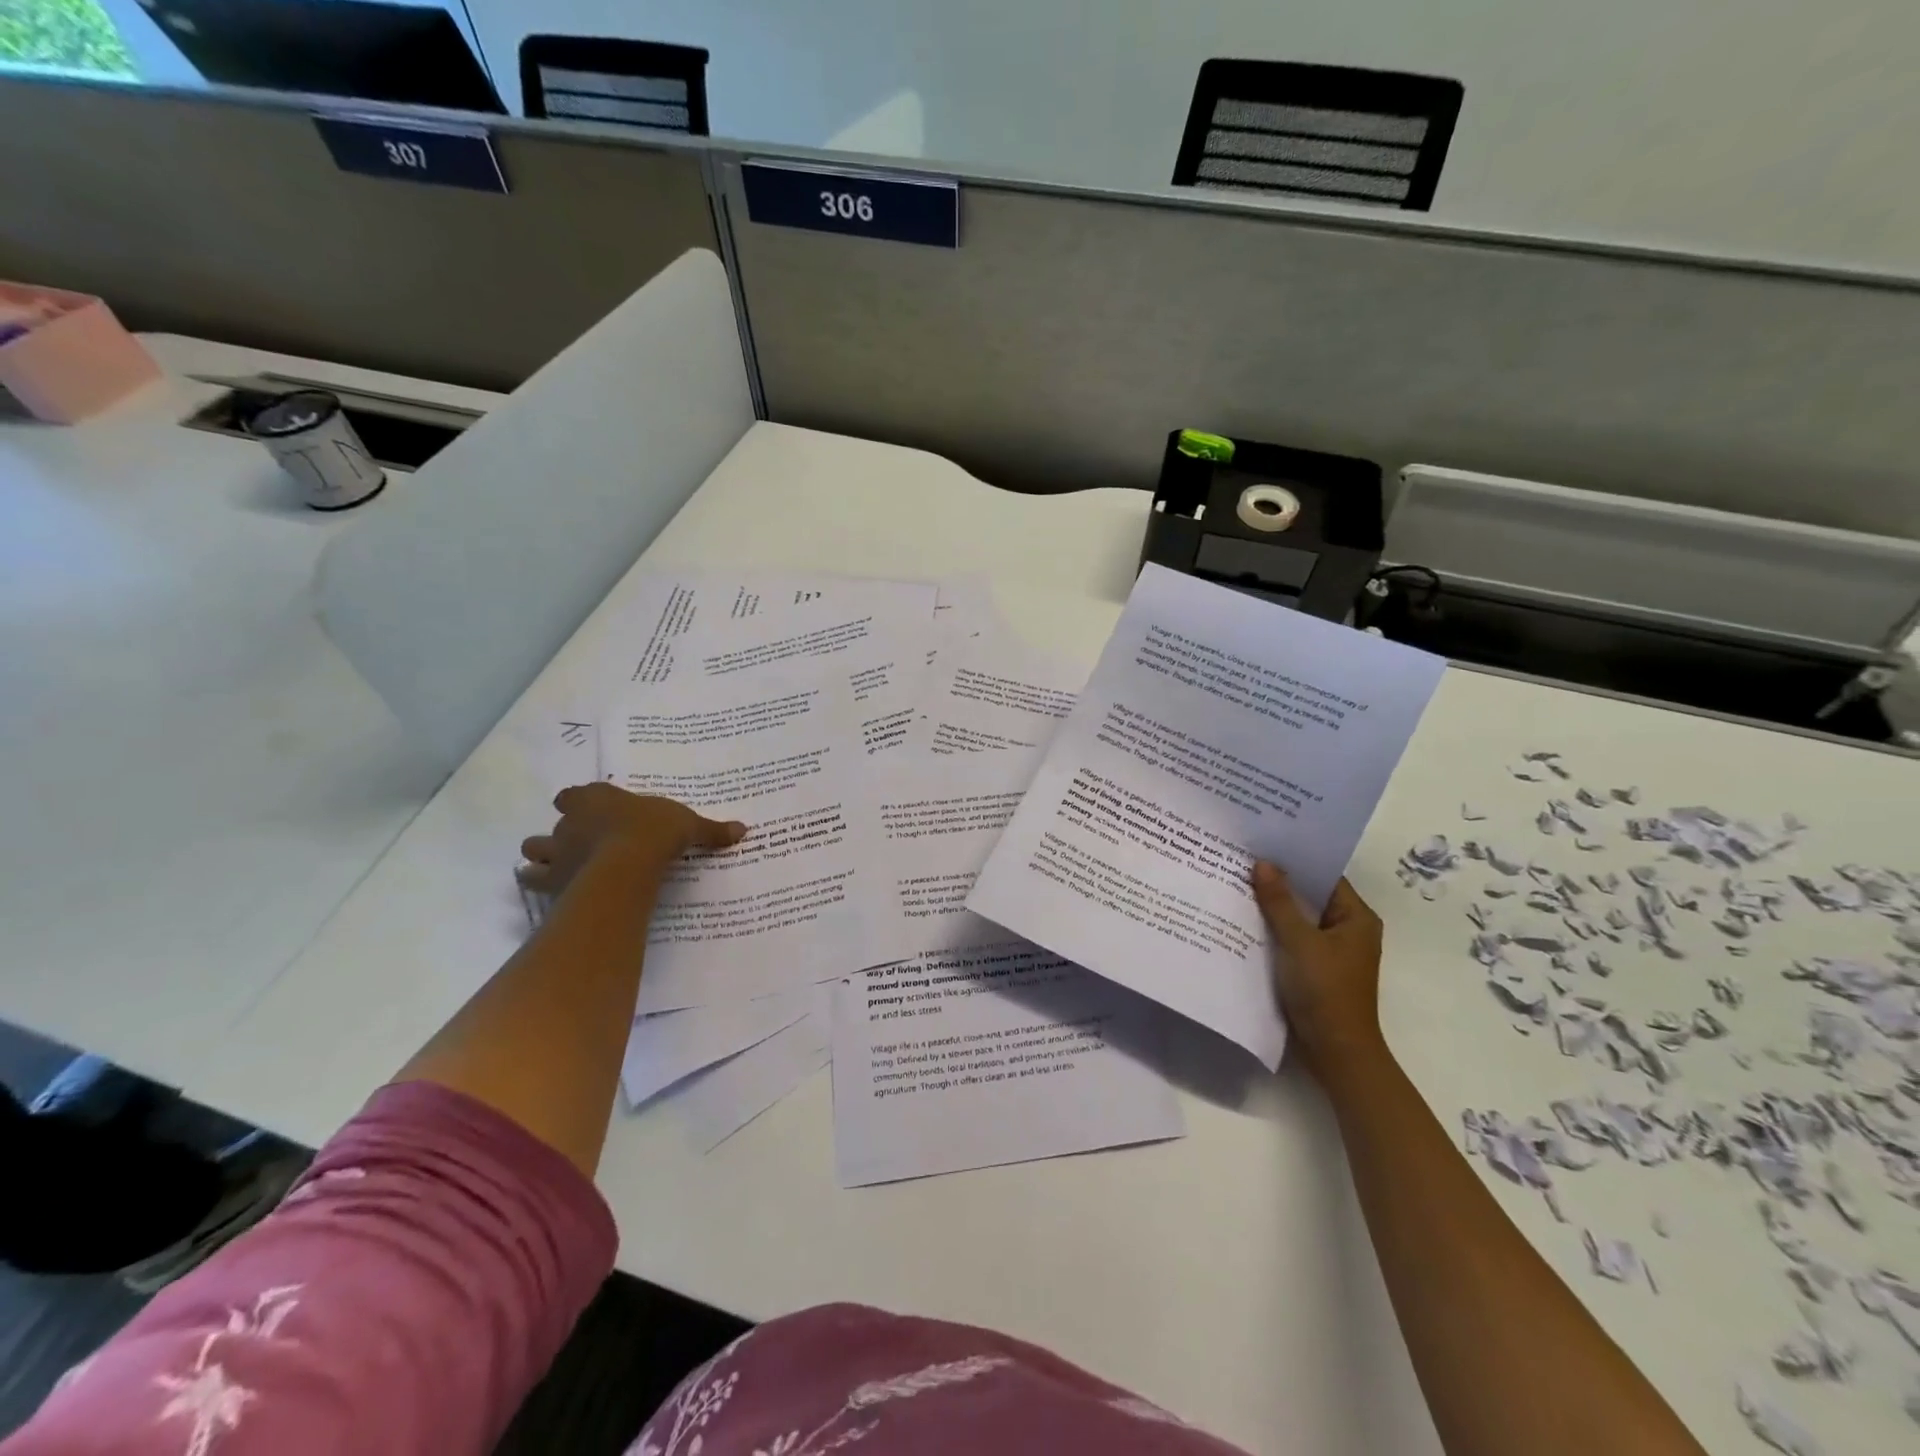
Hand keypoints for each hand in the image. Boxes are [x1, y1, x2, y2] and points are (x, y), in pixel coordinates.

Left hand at [517, 783, 746, 898]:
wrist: (626, 865)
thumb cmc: (653, 832)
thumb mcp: (688, 825)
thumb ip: (711, 829)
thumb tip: (743, 830)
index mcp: (597, 798)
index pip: (575, 794)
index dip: (580, 802)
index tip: (591, 810)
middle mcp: (571, 821)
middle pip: (555, 821)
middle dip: (564, 832)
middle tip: (583, 843)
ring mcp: (557, 850)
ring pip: (535, 849)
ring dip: (544, 856)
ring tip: (560, 866)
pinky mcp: (552, 880)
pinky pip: (534, 881)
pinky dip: (539, 885)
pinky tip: (550, 891)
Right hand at [1250, 863, 1386, 1083]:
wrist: (1336, 1052)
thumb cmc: (1326, 991)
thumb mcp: (1300, 942)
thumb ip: (1280, 902)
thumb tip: (1263, 863)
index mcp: (1356, 918)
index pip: (1324, 875)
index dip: (1295, 859)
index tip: (1262, 842)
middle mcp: (1347, 929)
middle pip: (1309, 895)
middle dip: (1278, 881)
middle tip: (1241, 858)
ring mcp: (1330, 951)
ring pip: (1297, 918)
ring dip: (1272, 905)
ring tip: (1235, 882)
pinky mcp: (1313, 968)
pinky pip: (1290, 938)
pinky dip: (1271, 929)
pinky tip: (1242, 918)